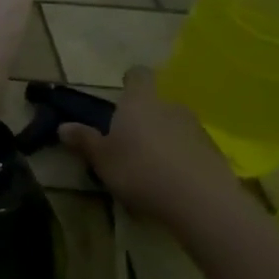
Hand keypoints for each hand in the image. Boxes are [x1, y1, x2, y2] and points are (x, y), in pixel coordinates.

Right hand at [59, 67, 243, 226]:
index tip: (123, 90)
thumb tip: (63, 127)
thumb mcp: (102, 159)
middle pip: (156, 104)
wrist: (203, 203)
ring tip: (151, 166)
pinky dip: (181, 160)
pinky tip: (172, 183)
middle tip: (129, 140)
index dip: (131, 80)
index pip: (138, 76)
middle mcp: (170, 108)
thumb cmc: (140, 171)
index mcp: (139, 102)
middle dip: (145, 118)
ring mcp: (197, 130)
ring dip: (164, 139)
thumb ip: (84, 141)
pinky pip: (191, 150)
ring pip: (175, 127)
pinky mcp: (215, 155)